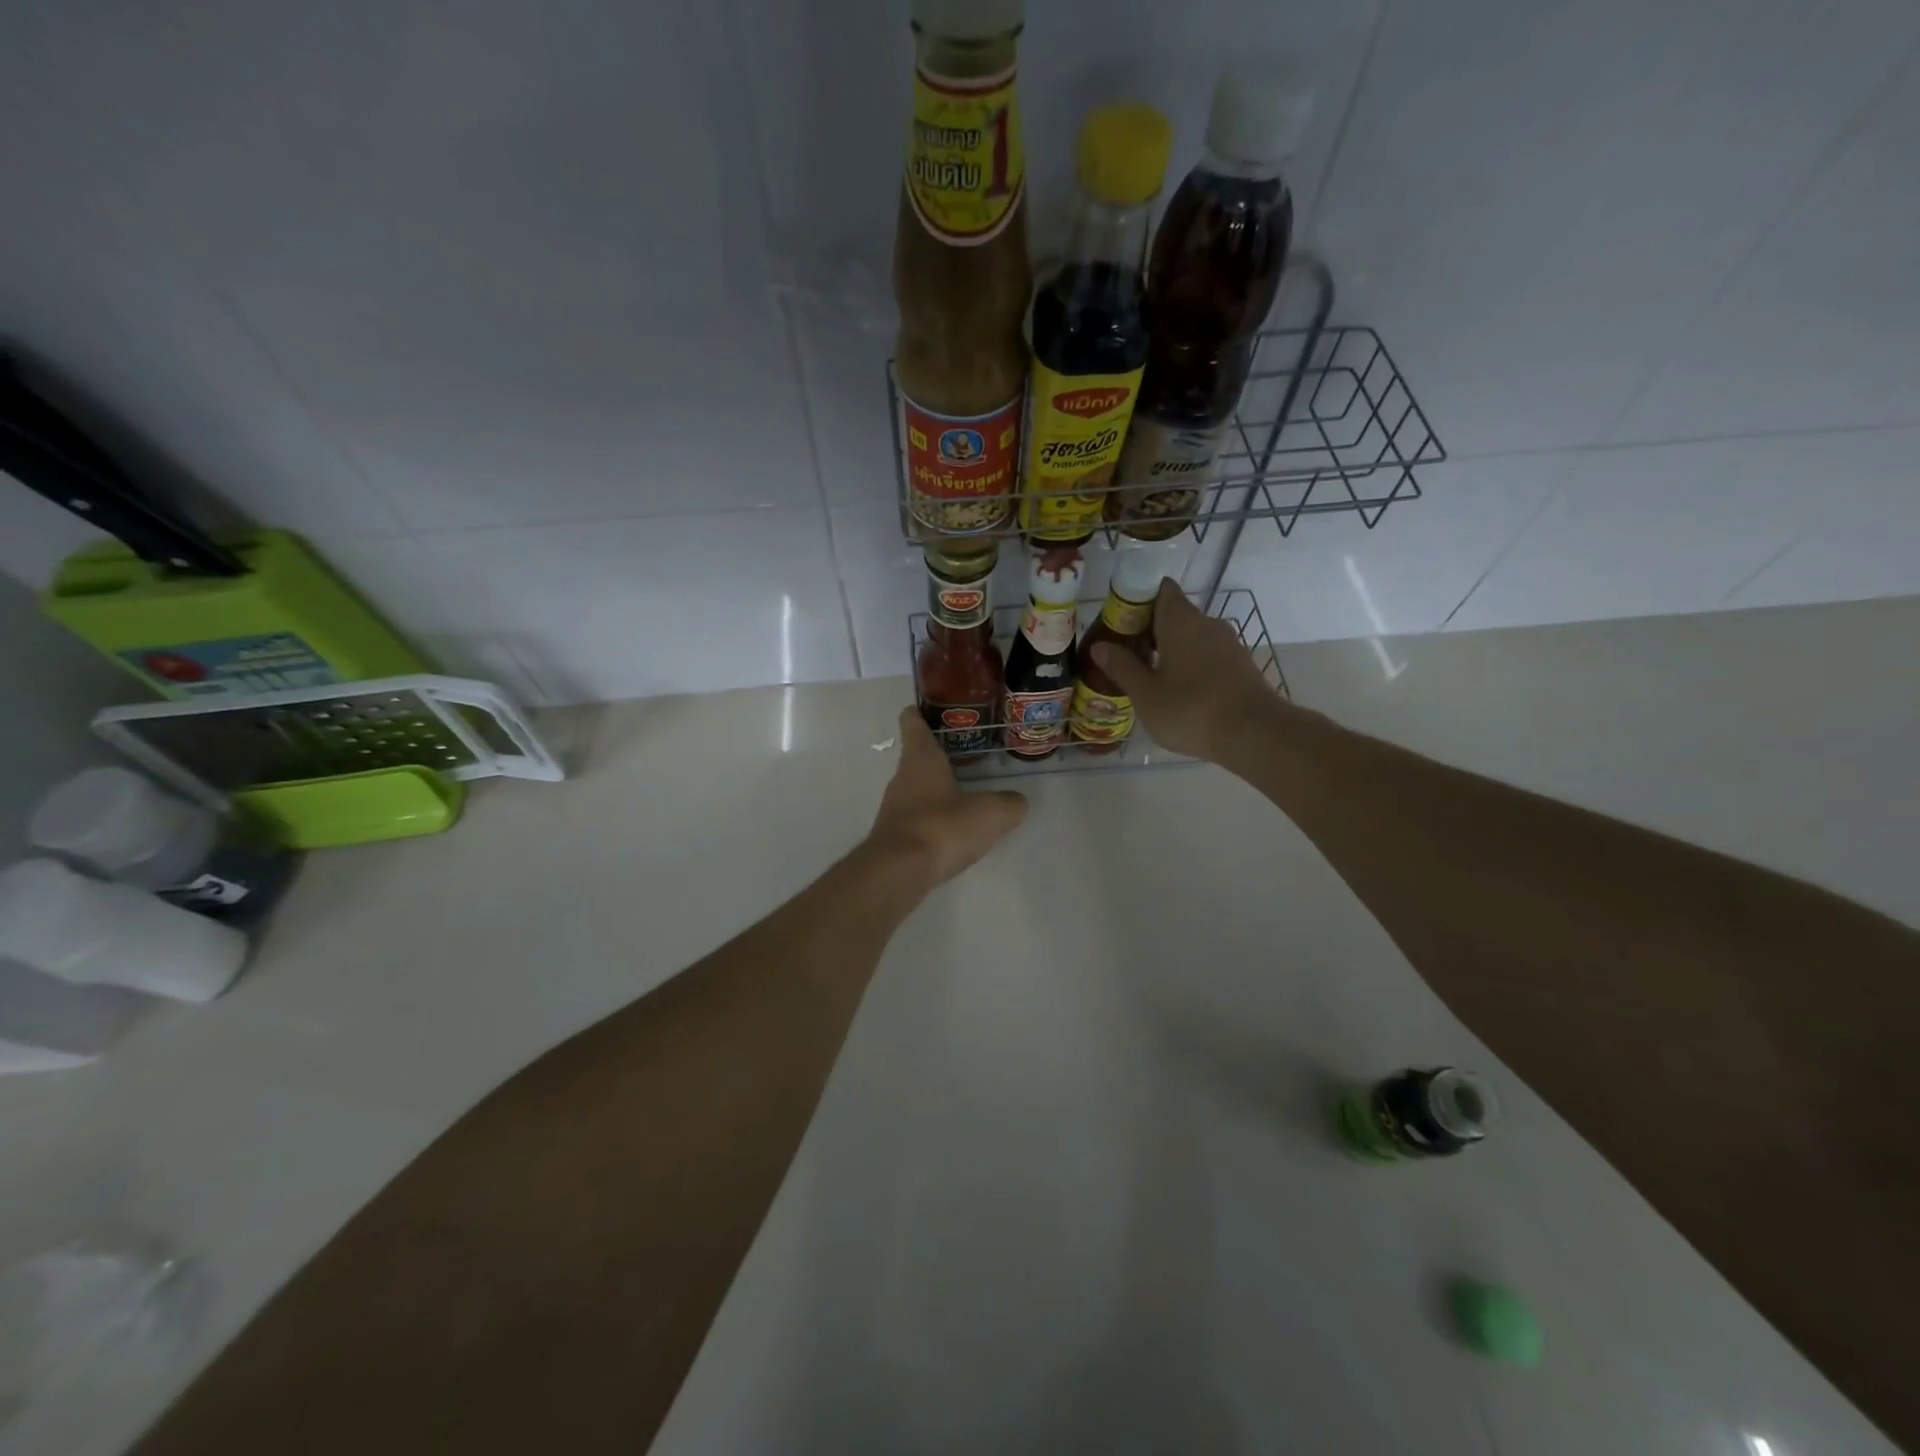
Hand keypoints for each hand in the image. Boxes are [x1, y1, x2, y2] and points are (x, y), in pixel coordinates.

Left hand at [867, 708, 1027, 888]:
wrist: (899, 871)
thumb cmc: (942, 827)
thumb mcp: (990, 814)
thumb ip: (1008, 804)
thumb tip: (1016, 802)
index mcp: (921, 759)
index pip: (913, 723)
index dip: (919, 713)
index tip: (930, 709)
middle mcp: (902, 777)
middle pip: (917, 757)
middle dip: (939, 755)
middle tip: (966, 754)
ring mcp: (894, 807)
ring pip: (916, 788)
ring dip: (936, 788)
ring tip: (965, 794)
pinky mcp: (894, 834)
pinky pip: (916, 816)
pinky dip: (932, 817)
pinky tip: (952, 830)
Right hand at [1091, 580, 1287, 761]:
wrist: (1255, 734)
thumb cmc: (1191, 709)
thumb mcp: (1146, 694)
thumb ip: (1121, 667)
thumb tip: (1100, 646)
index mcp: (1180, 620)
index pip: (1159, 589)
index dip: (1137, 600)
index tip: (1118, 622)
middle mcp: (1206, 623)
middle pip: (1173, 614)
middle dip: (1148, 630)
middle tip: (1124, 655)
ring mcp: (1228, 644)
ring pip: (1190, 637)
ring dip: (1168, 650)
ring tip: (1147, 677)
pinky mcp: (1240, 666)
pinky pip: (1206, 655)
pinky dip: (1188, 665)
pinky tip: (1176, 692)